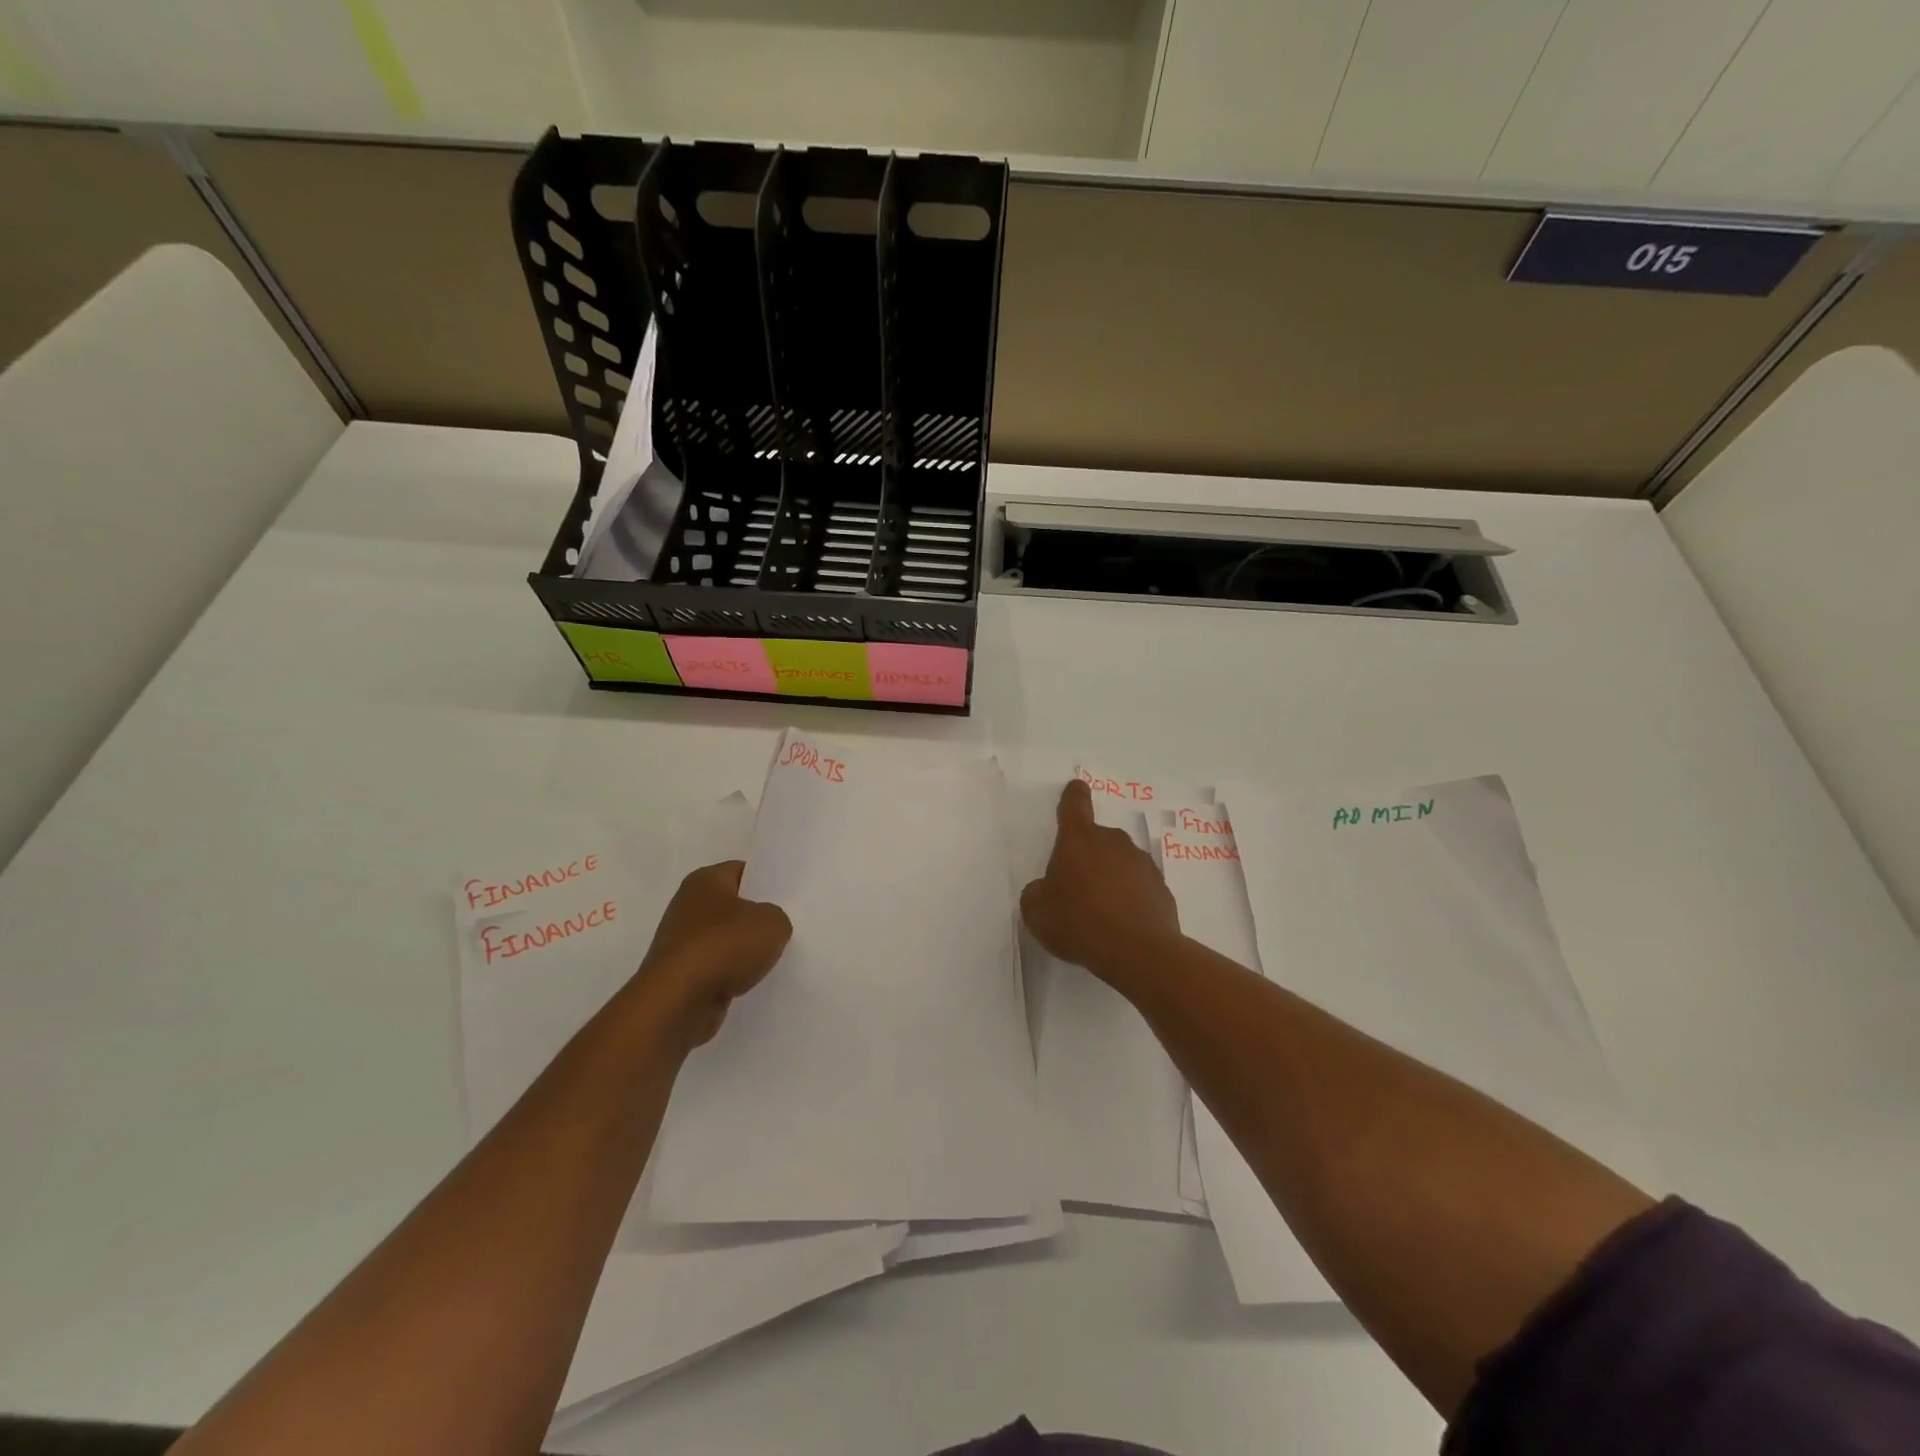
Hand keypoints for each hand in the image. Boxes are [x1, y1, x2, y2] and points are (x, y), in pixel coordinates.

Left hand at [639, 861, 791, 1047]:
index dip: (766, 881)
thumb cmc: (724, 946)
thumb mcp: (772, 923)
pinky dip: (731, 973)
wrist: (678, 1002)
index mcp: (705, 880)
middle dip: (756, 917)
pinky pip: (716, 967)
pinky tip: (751, 981)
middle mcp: (688, 905)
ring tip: (773, 957)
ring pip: (724, 939)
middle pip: (733, 906)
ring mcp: (681, 942)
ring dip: (744, 949)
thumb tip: (767, 926)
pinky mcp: (680, 974)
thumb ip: (777, 918)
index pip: (742, 871)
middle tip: (786, 926)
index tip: (788, 896)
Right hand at [1020, 780, 1180, 980]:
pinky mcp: (1161, 888)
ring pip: (1120, 862)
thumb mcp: (1037, 910)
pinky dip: (1130, 898)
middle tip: (1076, 887)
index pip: (1074, 806)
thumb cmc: (1078, 921)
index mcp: (1078, 840)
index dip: (1073, 796)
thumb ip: (1038, 892)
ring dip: (1110, 877)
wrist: (1137, 951)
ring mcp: (1141, 864)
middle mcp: (1112, 842)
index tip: (1076, 787)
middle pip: (1097, 839)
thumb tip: (1048, 890)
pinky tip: (1121, 924)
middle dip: (1088, 856)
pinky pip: (1138, 887)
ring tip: (1099, 912)